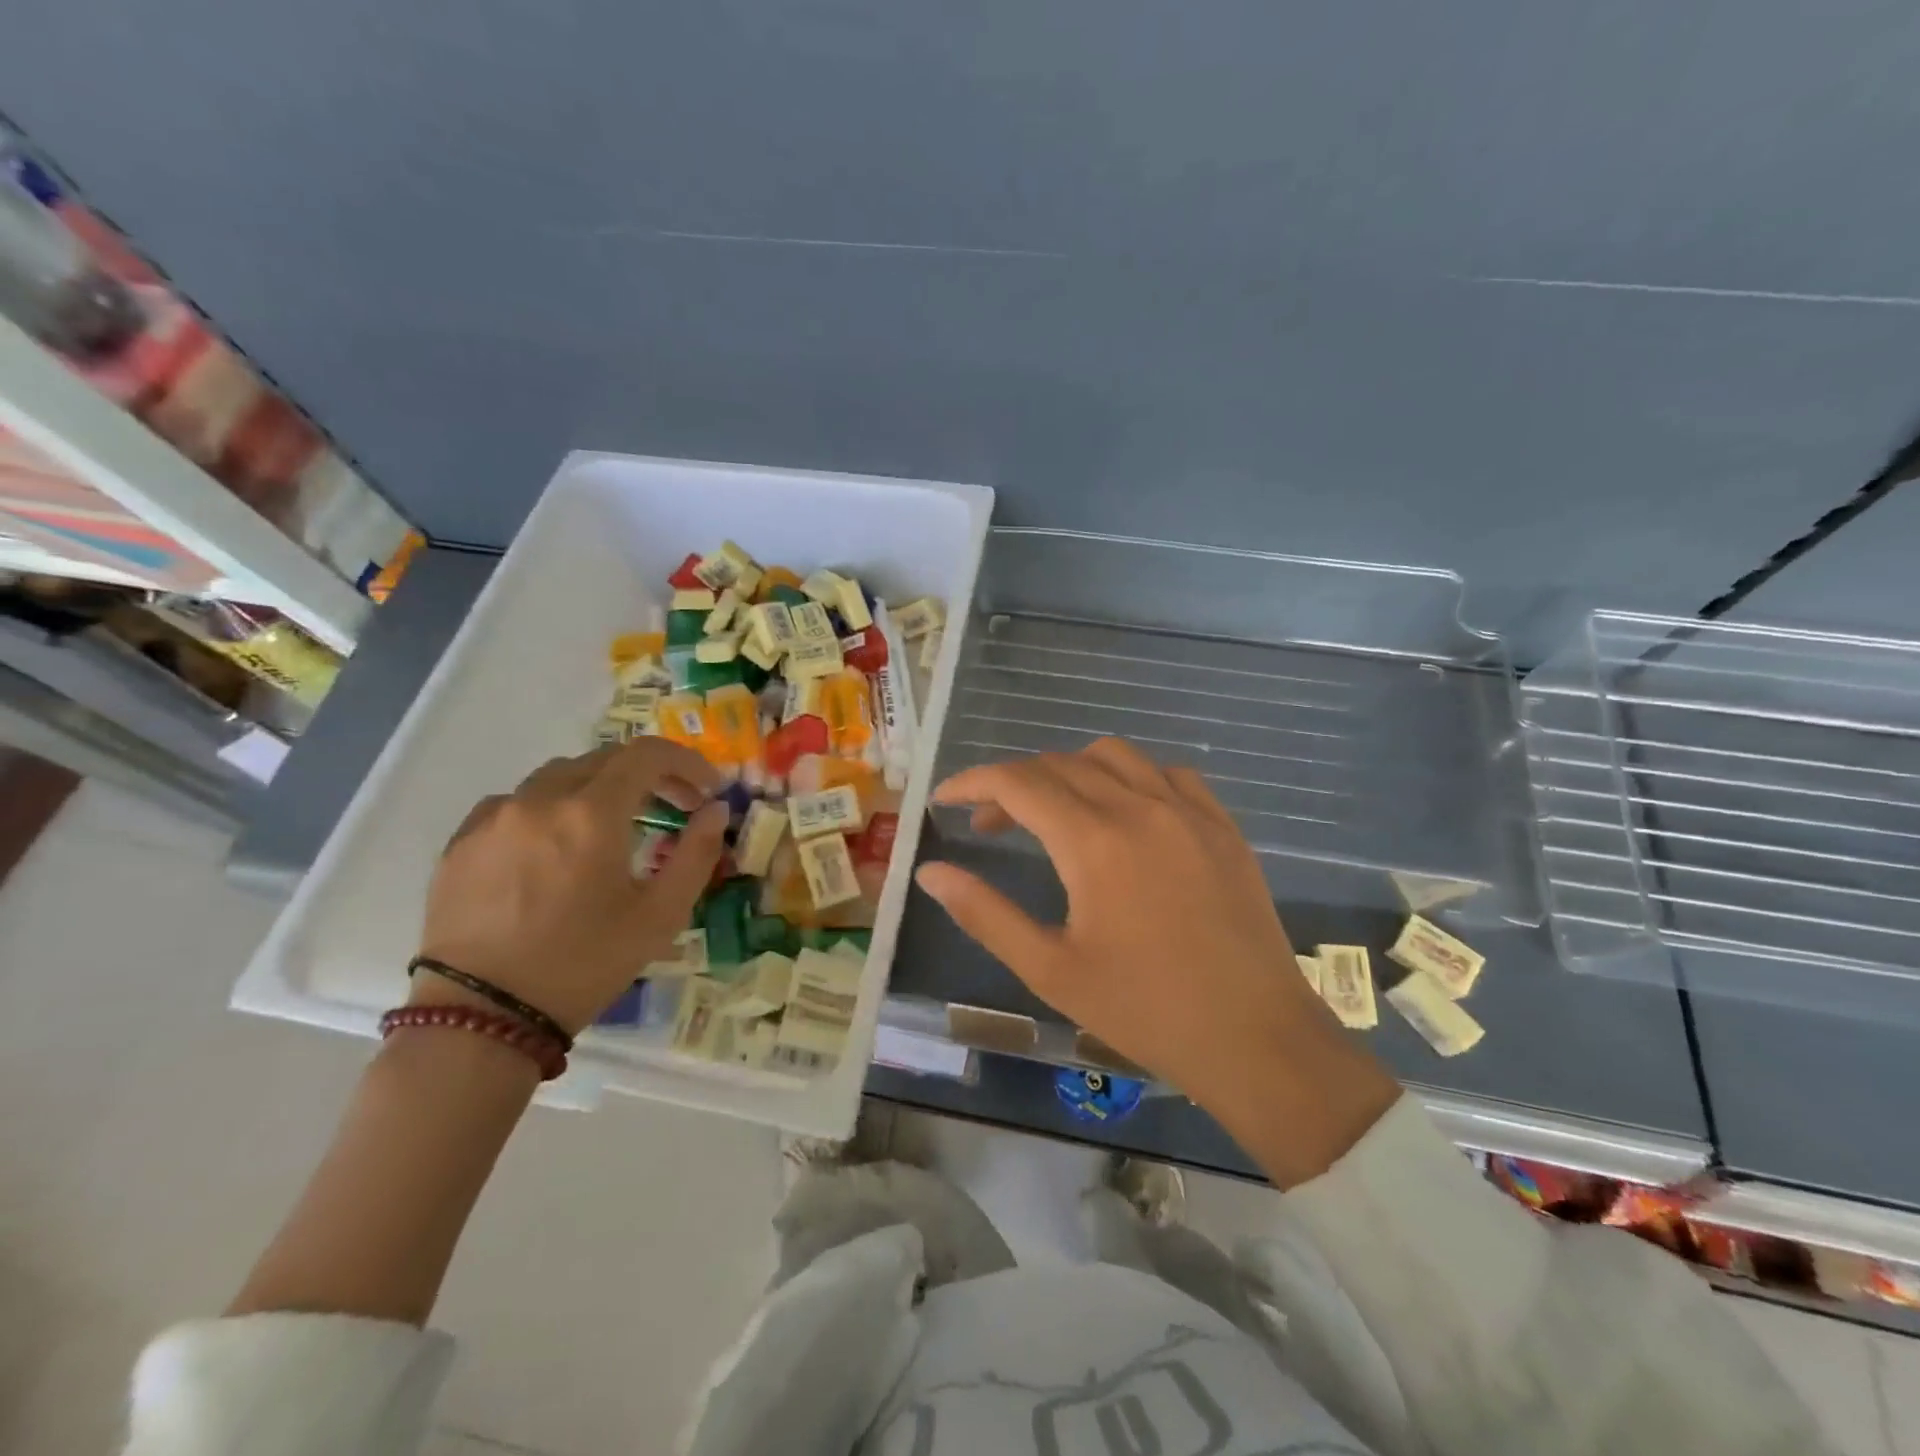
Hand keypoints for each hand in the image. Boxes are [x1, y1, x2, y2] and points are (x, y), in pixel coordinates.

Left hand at [415, 738, 726, 1033]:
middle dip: (650, 775)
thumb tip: (715, 811)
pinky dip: (551, 808)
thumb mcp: (660, 915)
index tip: (707, 789)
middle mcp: (540, 799)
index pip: (647, 754)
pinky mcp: (461, 842)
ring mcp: (493, 817)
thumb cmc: (583, 964)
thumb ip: (696, 853)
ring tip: (616, 826)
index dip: (686, 762)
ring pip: (559, 777)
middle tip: (675, 807)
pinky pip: (517, 803)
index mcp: (592, 813)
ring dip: (599, 788)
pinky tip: (556, 846)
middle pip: (605, 759)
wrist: (480, 1018)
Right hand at [915, 738, 1399, 1183]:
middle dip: (1012, 784)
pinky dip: (1130, 778)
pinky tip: (1125, 815)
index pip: (1017, 783)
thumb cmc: (1146, 1011)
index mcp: (1094, 842)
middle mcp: (1140, 807)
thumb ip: (984, 913)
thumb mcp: (1051, 970)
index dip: (972, 783)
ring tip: (1053, 813)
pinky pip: (1168, 774)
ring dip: (1069, 771)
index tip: (944, 799)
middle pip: (1059, 764)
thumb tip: (931, 872)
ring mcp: (1188, 811)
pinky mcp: (1222, 825)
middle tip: (989, 825)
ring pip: (1113, 756)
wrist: (1257, 1040)